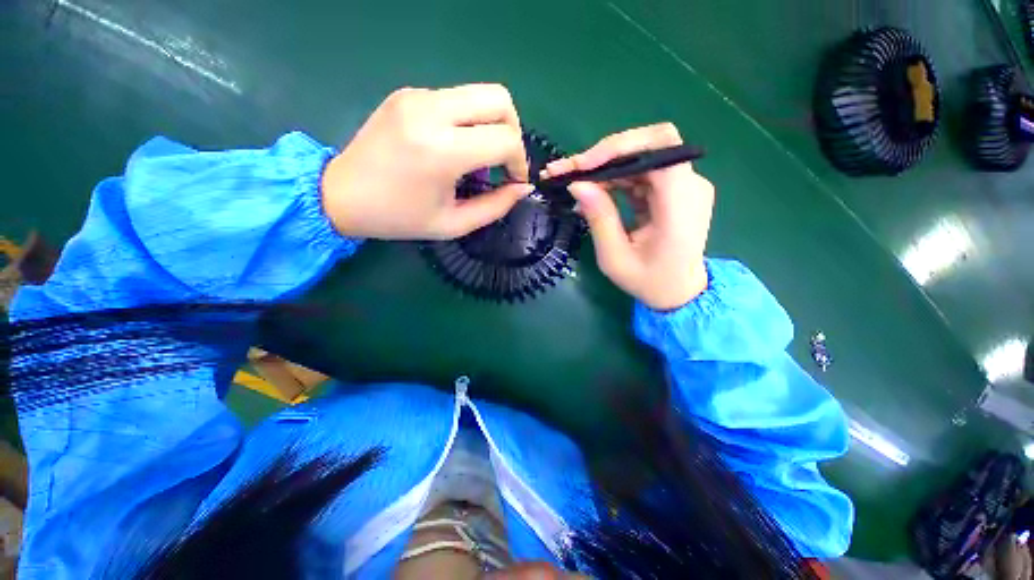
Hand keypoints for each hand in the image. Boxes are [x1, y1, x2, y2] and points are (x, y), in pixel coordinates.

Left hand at [321, 84, 532, 239]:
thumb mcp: (454, 223)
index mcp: (441, 150)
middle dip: (513, 132)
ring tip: (478, 158)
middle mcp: (430, 111)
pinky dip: (468, 122)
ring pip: (479, 94)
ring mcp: (416, 96)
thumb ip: (496, 207)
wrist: (341, 195)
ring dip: (491, 125)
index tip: (513, 181)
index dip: (519, 162)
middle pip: (499, 99)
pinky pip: (456, 99)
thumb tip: (522, 188)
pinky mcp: (408, 93)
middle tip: (503, 161)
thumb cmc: (400, 218)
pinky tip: (454, 147)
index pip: (505, 139)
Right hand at [541, 123, 712, 309]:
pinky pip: (641, 172)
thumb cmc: (648, 281)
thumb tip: (577, 184)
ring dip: (605, 165)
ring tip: (574, 179)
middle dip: (605, 154)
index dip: (619, 148)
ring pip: (642, 156)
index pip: (660, 148)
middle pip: (649, 145)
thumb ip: (599, 218)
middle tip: (569, 170)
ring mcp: (684, 186)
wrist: (679, 292)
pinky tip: (593, 190)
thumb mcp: (615, 258)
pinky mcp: (674, 190)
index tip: (583, 165)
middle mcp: (690, 186)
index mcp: (681, 205)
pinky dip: (614, 177)